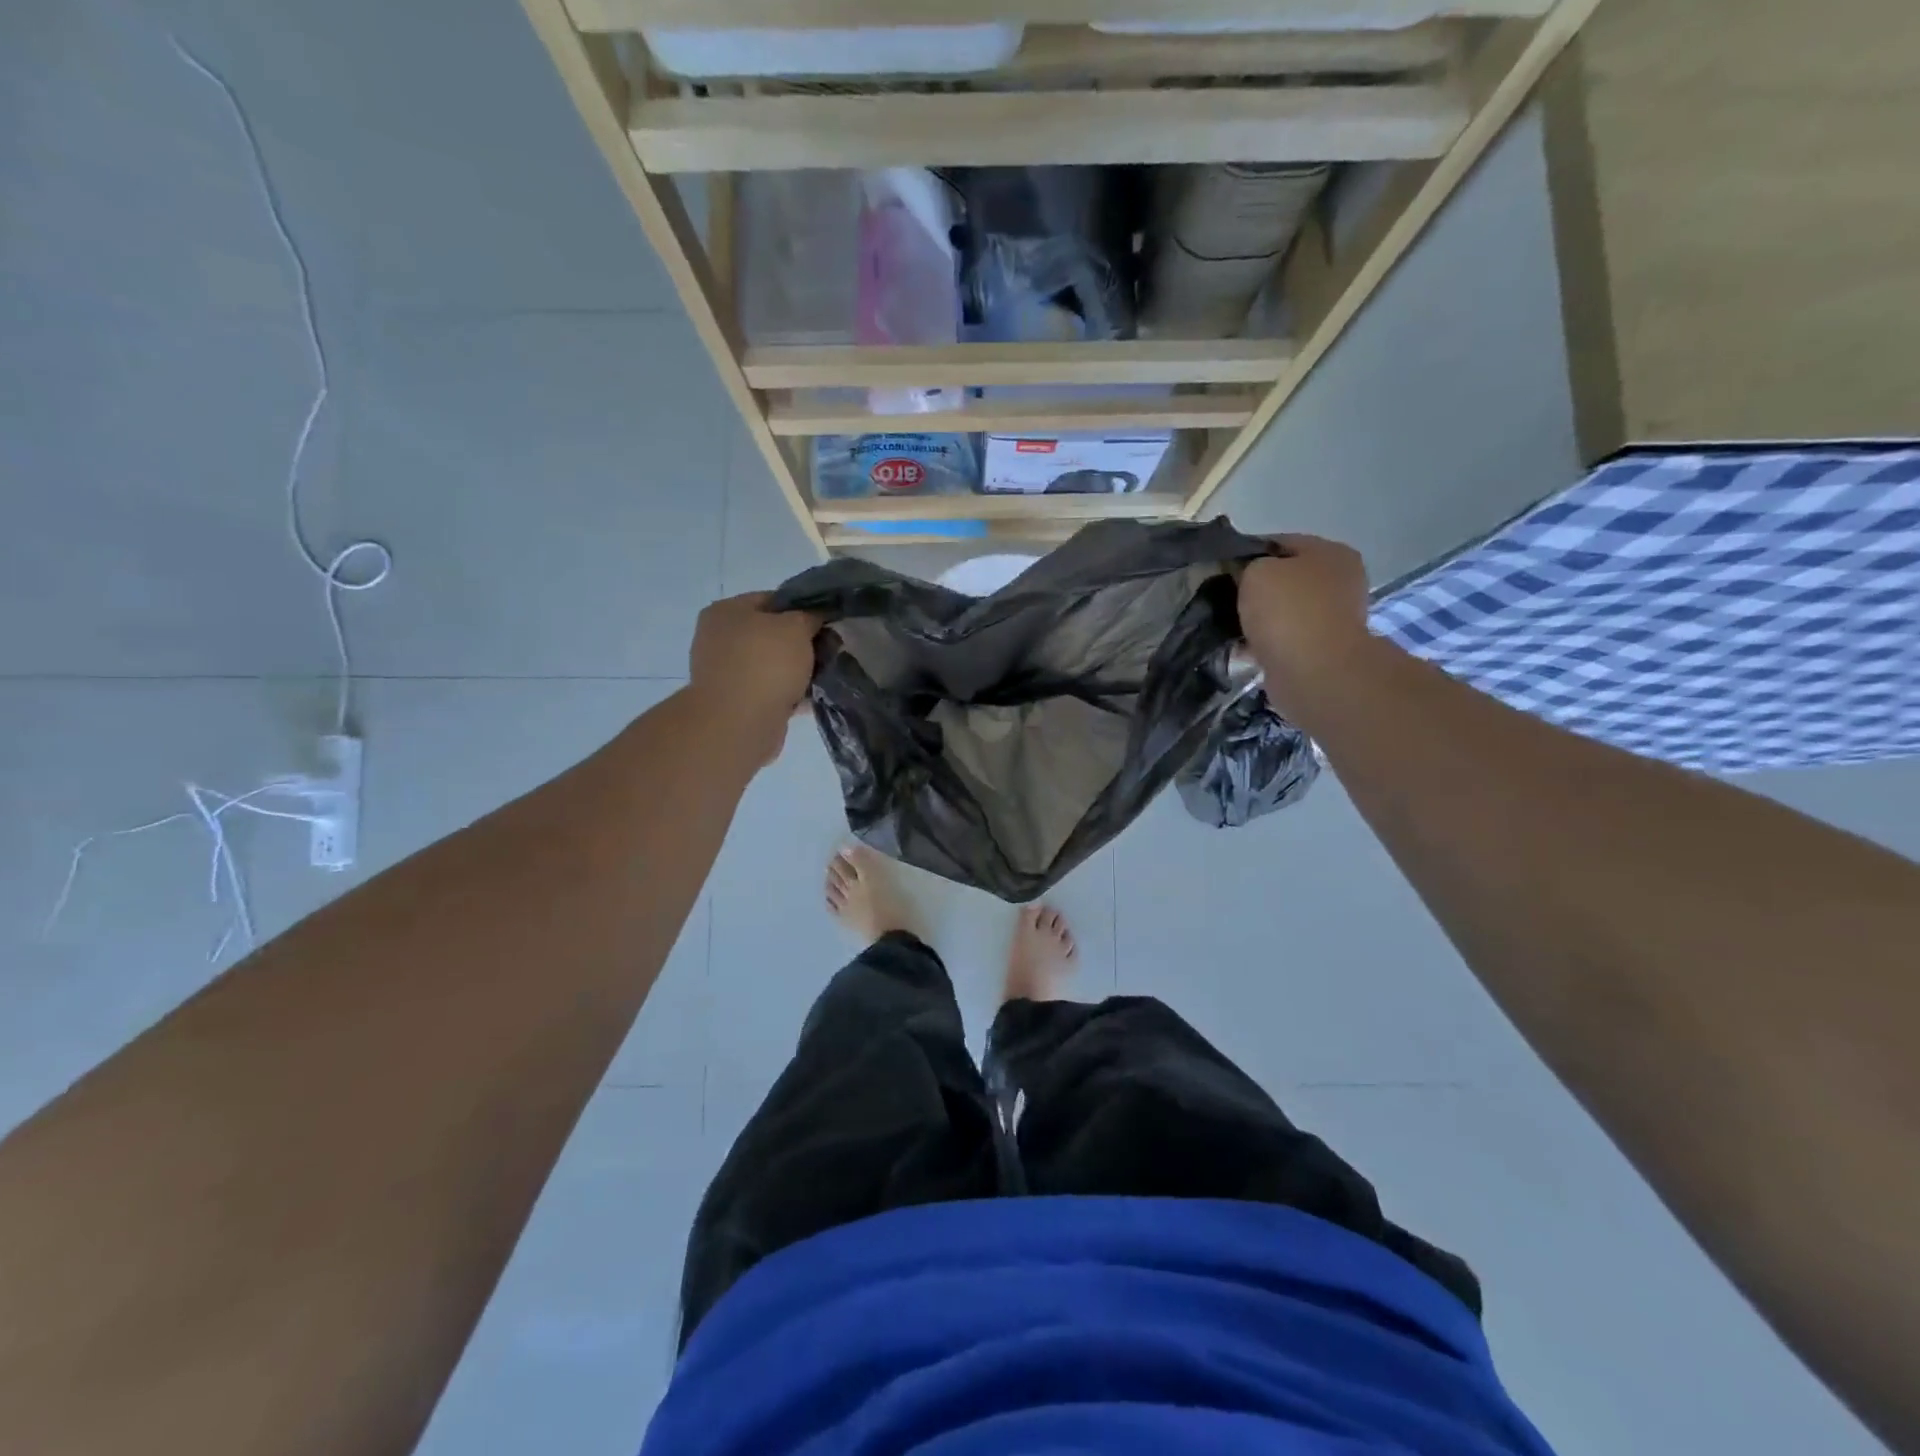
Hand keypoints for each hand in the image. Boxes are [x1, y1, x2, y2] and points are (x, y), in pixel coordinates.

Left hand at [686, 593, 820, 762]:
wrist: (739, 723)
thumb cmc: (765, 664)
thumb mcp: (796, 627)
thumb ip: (809, 617)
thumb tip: (815, 619)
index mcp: (726, 611)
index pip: (771, 599)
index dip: (802, 608)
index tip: (826, 622)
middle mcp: (718, 639)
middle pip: (770, 634)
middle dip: (801, 644)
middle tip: (829, 650)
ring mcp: (724, 673)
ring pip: (771, 665)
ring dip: (797, 671)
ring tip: (824, 676)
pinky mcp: (735, 703)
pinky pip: (769, 691)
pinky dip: (788, 693)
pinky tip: (811, 698)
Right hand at [1237, 535, 1372, 714]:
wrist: (1313, 671)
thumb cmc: (1288, 611)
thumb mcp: (1255, 571)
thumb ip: (1246, 566)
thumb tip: (1241, 575)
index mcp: (1331, 553)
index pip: (1279, 543)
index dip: (1246, 554)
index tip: (1220, 569)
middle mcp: (1338, 581)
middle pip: (1283, 578)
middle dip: (1252, 589)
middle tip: (1221, 598)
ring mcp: (1331, 618)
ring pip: (1281, 611)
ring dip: (1257, 618)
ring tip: (1227, 626)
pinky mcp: (1319, 650)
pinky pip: (1282, 639)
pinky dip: (1262, 643)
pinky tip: (1240, 648)